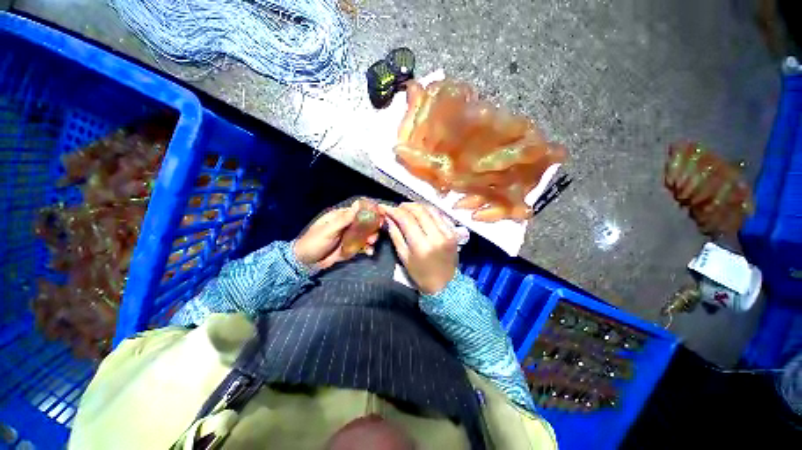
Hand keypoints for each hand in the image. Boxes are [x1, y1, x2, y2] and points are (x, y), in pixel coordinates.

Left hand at [294, 202, 379, 269]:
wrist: (306, 262)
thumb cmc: (314, 242)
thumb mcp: (328, 230)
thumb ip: (343, 219)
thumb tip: (358, 204)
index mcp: (341, 216)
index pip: (359, 210)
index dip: (371, 211)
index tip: (381, 214)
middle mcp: (347, 224)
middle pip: (365, 222)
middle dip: (373, 228)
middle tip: (375, 234)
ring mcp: (350, 236)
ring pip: (366, 234)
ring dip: (372, 238)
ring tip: (371, 244)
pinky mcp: (351, 247)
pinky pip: (363, 245)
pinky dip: (368, 248)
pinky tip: (369, 252)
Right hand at [380, 203, 457, 293]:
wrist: (444, 284)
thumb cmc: (420, 274)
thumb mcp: (403, 257)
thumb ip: (395, 235)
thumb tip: (388, 218)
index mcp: (421, 245)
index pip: (406, 219)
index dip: (393, 210)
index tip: (384, 207)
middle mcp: (436, 236)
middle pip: (419, 211)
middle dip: (404, 206)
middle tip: (396, 208)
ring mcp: (447, 232)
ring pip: (430, 209)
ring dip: (416, 206)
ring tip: (406, 209)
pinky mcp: (454, 231)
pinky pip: (439, 214)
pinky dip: (428, 211)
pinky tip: (420, 213)